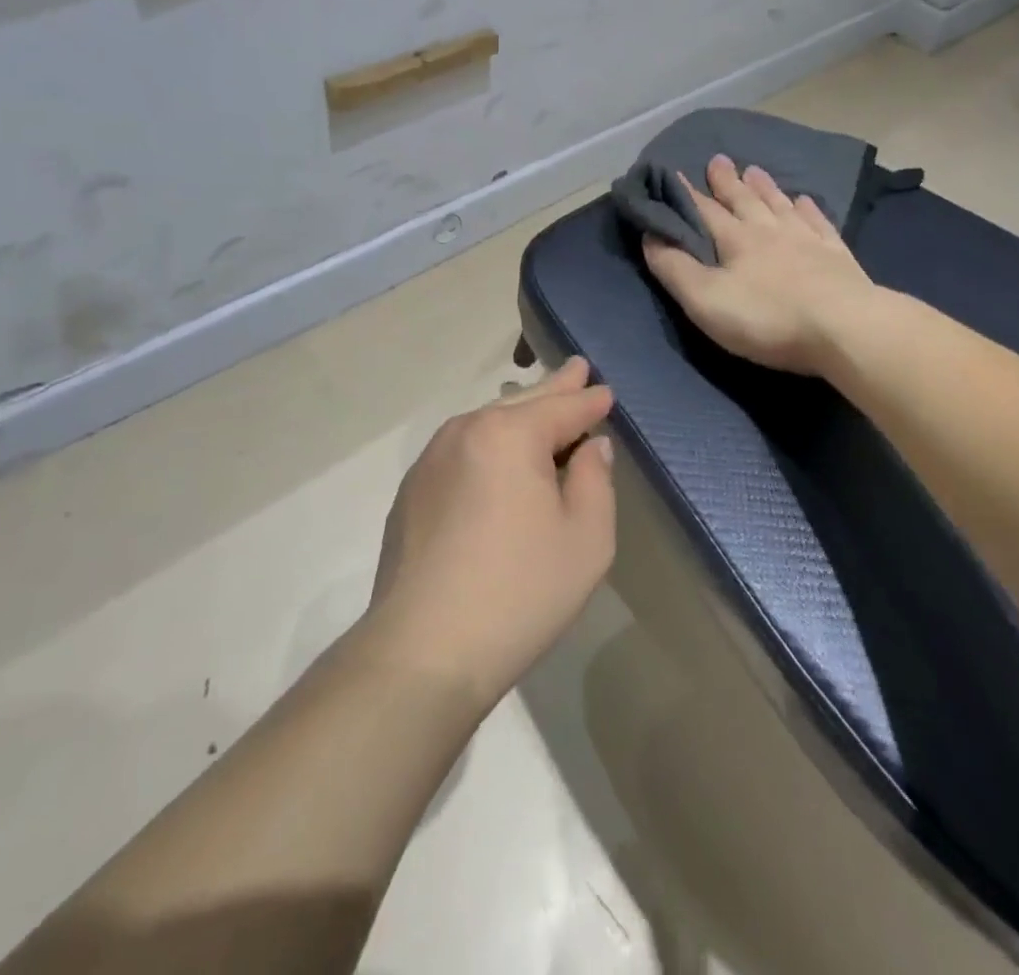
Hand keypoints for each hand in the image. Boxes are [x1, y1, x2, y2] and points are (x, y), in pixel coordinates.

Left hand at [365, 358, 616, 706]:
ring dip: (520, 416)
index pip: (563, 406)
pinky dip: (491, 445)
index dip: (590, 400)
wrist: (423, 651)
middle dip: (555, 388)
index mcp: (509, 433)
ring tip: (543, 407)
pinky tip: (501, 459)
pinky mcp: (412, 491)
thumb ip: (595, 480)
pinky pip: (464, 450)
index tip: (606, 392)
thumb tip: (590, 447)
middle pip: (523, 403)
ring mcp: (431, 459)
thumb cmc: (520, 592)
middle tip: (576, 367)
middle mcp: (465, 431)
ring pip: (488, 423)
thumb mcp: (586, 538)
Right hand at [643, 154, 873, 376]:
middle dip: (727, 182)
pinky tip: (805, 200)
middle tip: (718, 159)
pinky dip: (808, 209)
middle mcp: (770, 231)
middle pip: (744, 200)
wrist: (846, 328)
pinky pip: (818, 223)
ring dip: (765, 187)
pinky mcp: (837, 256)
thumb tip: (651, 235)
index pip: (704, 211)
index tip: (674, 173)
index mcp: (736, 240)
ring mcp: (808, 240)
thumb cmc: (768, 318)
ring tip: (755, 170)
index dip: (686, 194)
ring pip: (780, 205)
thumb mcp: (705, 301)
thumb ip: (674, 268)